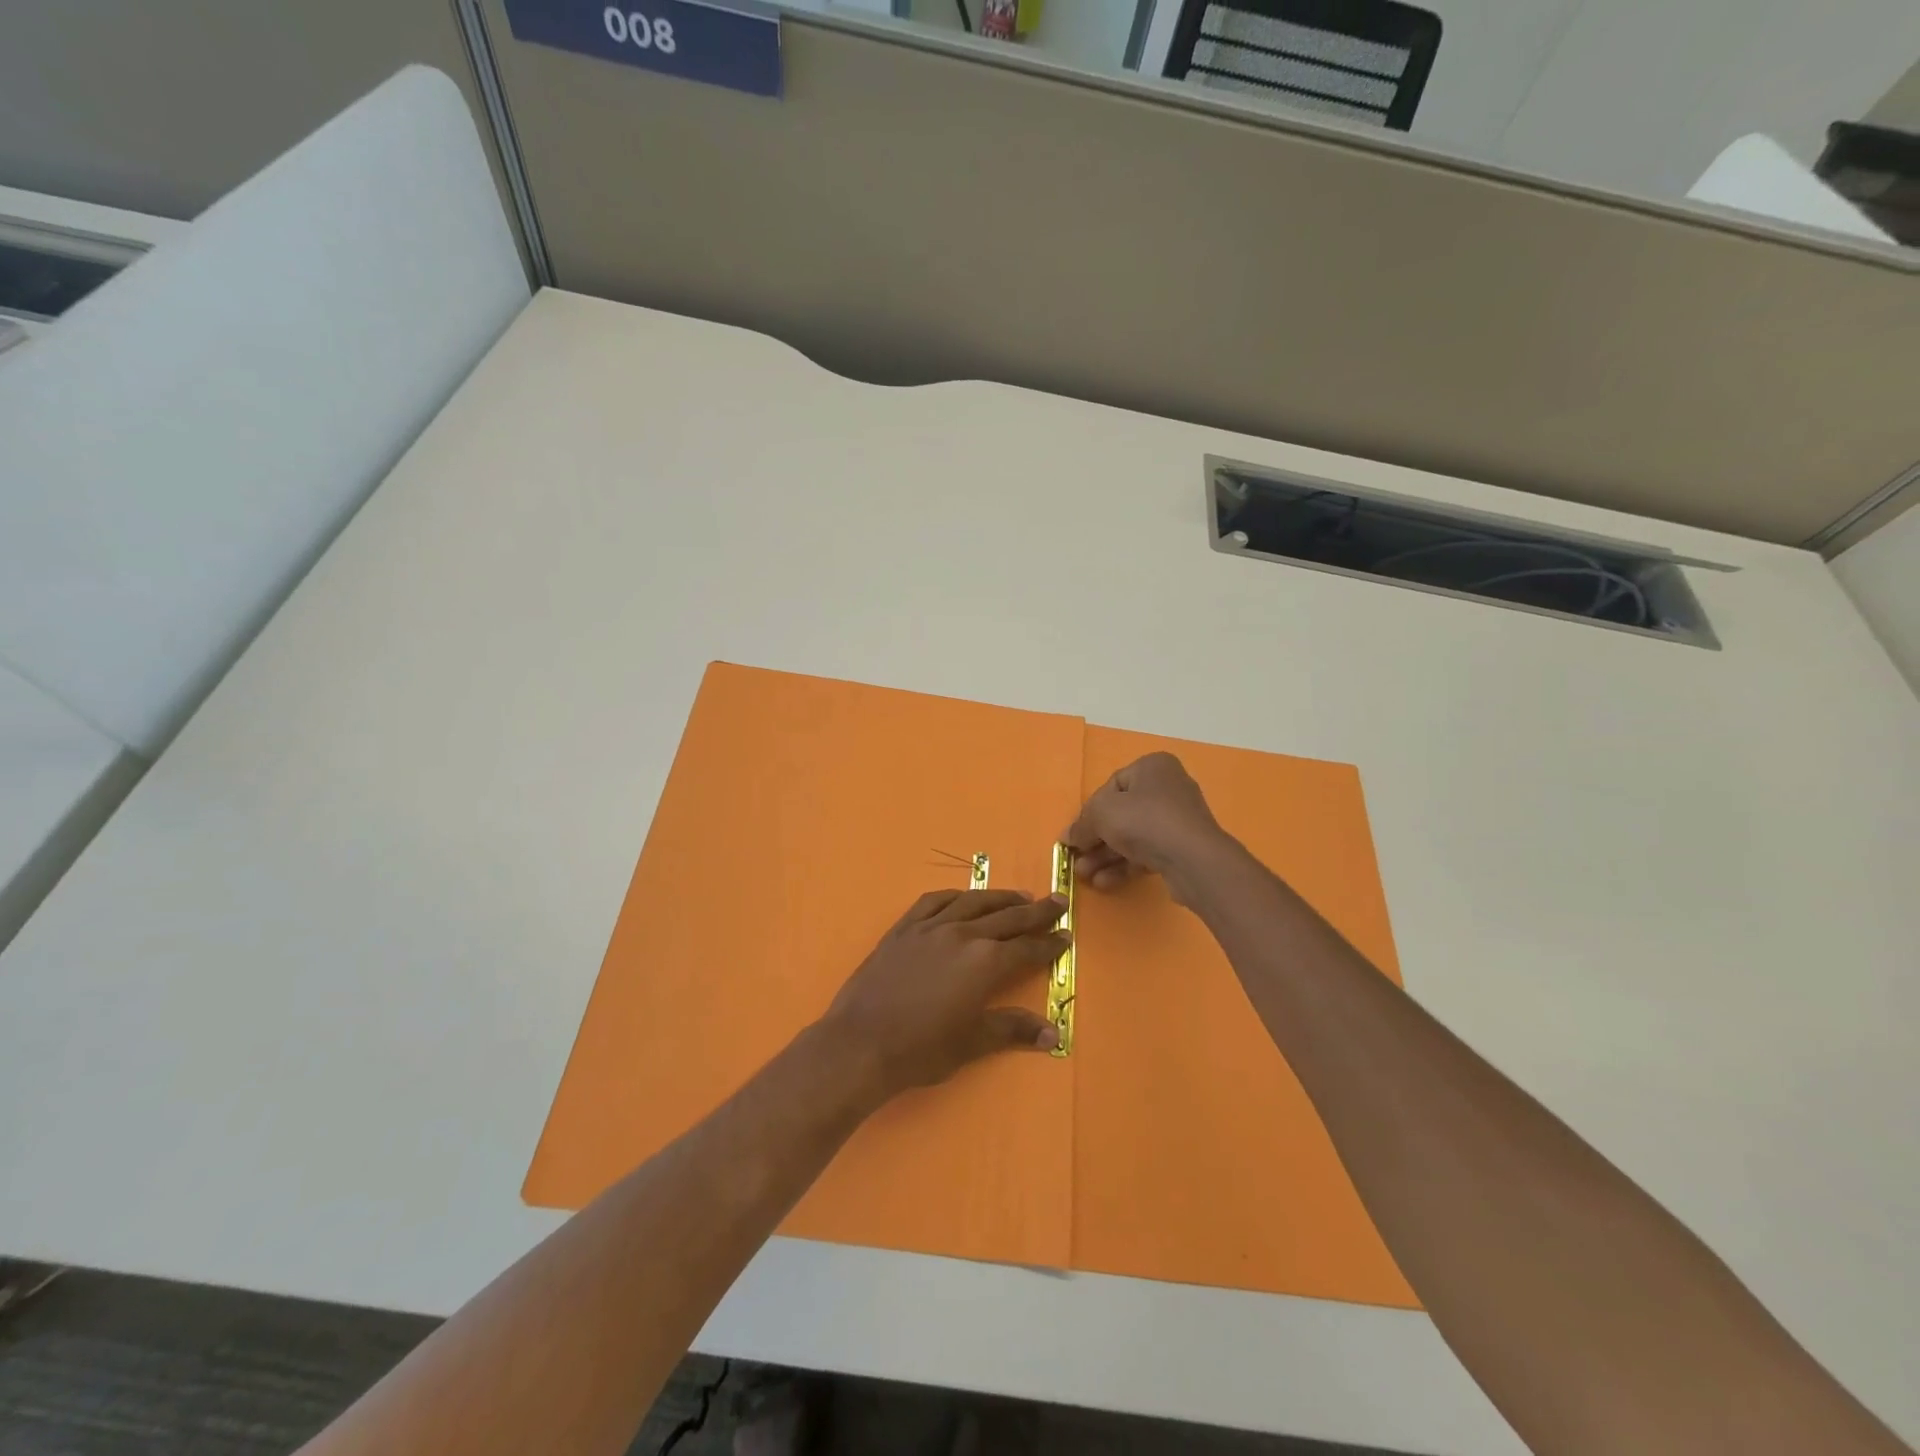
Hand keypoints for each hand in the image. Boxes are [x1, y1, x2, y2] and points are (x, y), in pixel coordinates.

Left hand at [820, 889, 1069, 1098]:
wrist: (860, 1042)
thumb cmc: (920, 1049)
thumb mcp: (972, 1042)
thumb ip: (1012, 1029)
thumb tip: (1053, 1034)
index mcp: (984, 962)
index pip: (1026, 949)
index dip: (1049, 944)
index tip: (1066, 936)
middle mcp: (962, 935)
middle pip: (1007, 918)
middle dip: (1036, 912)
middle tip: (1057, 902)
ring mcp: (930, 927)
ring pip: (972, 903)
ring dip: (999, 898)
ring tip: (1018, 897)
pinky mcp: (903, 929)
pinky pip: (933, 902)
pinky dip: (954, 896)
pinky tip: (963, 897)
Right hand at [1063, 752, 1228, 899]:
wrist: (1193, 859)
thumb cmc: (1144, 821)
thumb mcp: (1101, 814)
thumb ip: (1081, 824)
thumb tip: (1068, 836)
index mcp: (1152, 767)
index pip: (1111, 786)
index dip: (1089, 812)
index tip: (1076, 834)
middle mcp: (1168, 788)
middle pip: (1121, 814)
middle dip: (1095, 840)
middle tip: (1077, 859)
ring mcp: (1177, 820)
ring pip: (1132, 837)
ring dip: (1105, 856)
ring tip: (1084, 876)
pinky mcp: (1182, 848)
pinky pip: (1146, 853)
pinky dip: (1124, 865)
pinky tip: (1104, 882)